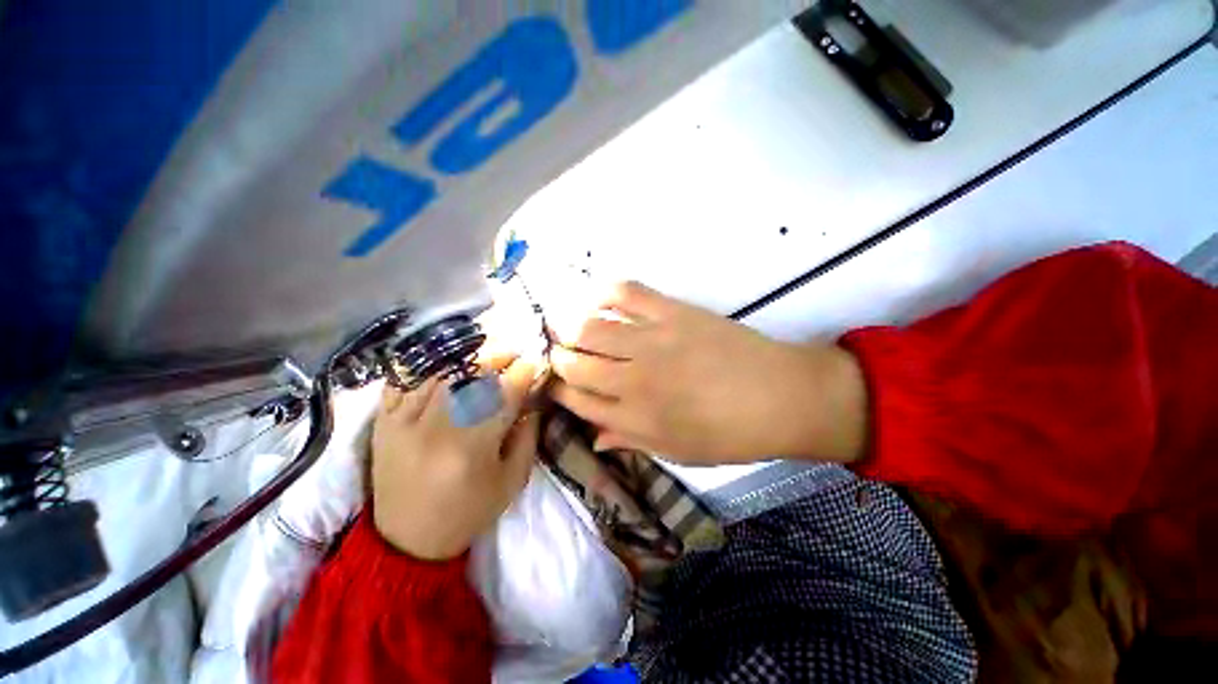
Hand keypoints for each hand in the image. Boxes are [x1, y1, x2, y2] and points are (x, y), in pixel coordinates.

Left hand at [370, 358, 539, 560]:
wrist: (407, 542)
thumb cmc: (468, 512)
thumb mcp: (512, 482)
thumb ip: (528, 438)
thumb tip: (532, 403)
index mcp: (472, 447)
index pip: (503, 396)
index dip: (522, 374)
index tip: (533, 363)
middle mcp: (436, 429)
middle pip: (470, 378)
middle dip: (496, 359)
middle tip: (511, 354)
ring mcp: (403, 424)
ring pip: (439, 374)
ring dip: (465, 360)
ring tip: (482, 357)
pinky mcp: (383, 425)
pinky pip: (400, 383)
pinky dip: (422, 369)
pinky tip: (441, 365)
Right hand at [548, 282, 866, 465]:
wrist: (782, 396)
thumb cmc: (730, 433)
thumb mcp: (677, 452)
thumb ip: (630, 440)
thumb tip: (594, 437)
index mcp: (634, 417)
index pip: (576, 399)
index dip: (558, 390)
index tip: (555, 383)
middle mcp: (633, 378)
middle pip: (574, 362)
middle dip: (558, 358)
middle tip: (561, 355)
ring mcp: (652, 339)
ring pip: (589, 327)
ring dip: (570, 328)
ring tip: (571, 329)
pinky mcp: (672, 311)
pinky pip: (626, 293)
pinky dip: (604, 293)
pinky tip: (597, 300)